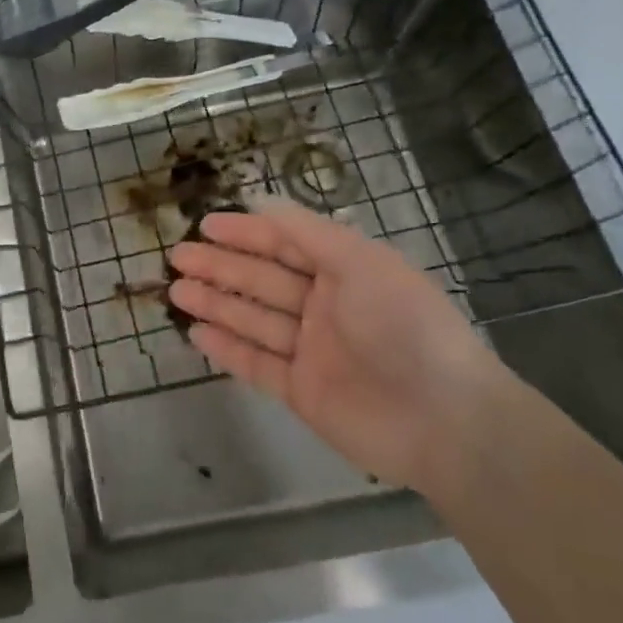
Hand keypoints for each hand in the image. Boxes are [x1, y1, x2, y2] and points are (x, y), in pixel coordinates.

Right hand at [166, 200, 507, 492]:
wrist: (446, 420)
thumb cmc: (403, 325)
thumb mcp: (360, 262)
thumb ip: (307, 232)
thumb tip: (261, 202)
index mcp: (343, 271)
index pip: (283, 244)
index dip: (244, 233)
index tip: (204, 225)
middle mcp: (325, 306)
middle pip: (261, 280)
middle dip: (220, 267)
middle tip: (177, 258)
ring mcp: (311, 350)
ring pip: (253, 319)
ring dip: (215, 303)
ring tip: (176, 292)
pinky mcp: (302, 391)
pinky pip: (256, 363)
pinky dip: (227, 348)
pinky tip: (196, 333)